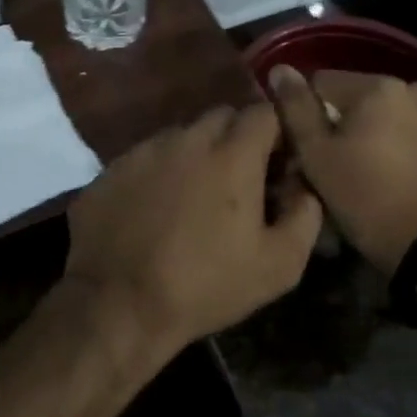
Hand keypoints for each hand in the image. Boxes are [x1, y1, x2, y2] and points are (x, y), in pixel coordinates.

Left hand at [63, 103, 323, 353]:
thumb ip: (305, 216)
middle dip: (238, 138)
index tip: (279, 162)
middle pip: (222, 117)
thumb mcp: (278, 266)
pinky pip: (147, 157)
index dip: (277, 133)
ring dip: (196, 154)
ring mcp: (144, 150)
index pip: (264, 113)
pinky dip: (160, 172)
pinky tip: (156, 209)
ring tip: (195, 196)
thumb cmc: (205, 285)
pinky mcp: (112, 168)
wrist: (118, 304)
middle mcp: (186, 139)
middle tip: (240, 179)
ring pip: (182, 135)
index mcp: (232, 154)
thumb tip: (305, 188)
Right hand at [269, 67, 416, 275]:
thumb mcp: (317, 156)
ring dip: (372, 132)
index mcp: (380, 85)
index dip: (307, 114)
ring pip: (386, 114)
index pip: (322, 82)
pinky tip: (394, 175)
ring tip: (366, 172)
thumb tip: (280, 69)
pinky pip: (412, 130)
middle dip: (342, 122)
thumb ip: (295, 108)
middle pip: (357, 97)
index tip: (308, 148)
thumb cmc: (367, 198)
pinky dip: (398, 144)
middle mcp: (415, 87)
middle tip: (335, 164)